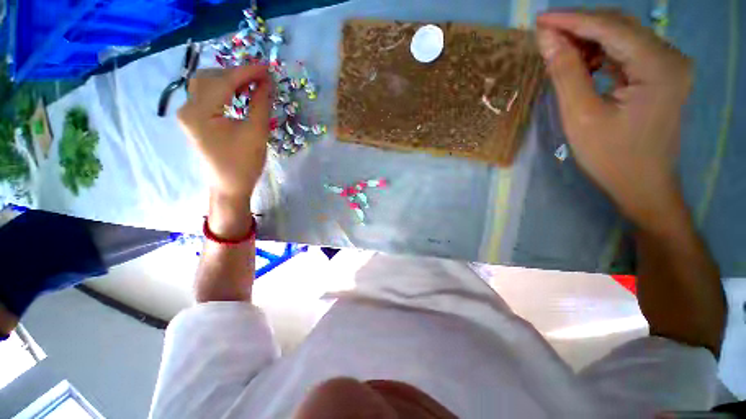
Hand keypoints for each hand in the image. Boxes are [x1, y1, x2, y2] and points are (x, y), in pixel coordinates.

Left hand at [177, 65, 270, 199]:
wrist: (229, 187)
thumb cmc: (244, 164)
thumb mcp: (257, 134)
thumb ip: (260, 104)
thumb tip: (267, 82)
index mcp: (200, 112)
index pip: (223, 81)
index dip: (247, 72)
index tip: (267, 68)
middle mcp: (188, 108)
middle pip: (210, 78)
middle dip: (237, 74)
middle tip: (261, 78)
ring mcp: (188, 114)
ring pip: (206, 84)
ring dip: (229, 80)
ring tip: (251, 85)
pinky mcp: (194, 120)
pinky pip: (206, 96)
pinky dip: (223, 90)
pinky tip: (238, 94)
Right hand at [536, 11, 692, 231]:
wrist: (643, 185)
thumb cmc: (611, 157)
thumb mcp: (581, 116)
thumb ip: (566, 73)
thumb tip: (547, 39)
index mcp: (658, 66)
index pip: (610, 28)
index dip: (572, 20)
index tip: (541, 20)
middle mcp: (670, 57)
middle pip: (620, 27)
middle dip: (580, 26)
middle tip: (545, 34)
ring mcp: (668, 65)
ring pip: (622, 37)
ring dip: (589, 40)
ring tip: (560, 52)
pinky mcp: (661, 75)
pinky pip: (627, 53)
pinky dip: (601, 53)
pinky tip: (583, 63)